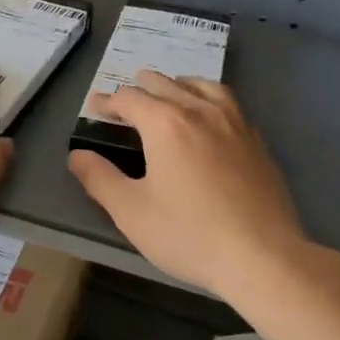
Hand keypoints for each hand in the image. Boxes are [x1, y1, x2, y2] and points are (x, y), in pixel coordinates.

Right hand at [68, 71, 309, 297]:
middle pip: (166, 83)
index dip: (108, 101)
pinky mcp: (257, 142)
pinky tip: (210, 119)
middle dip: (141, 87)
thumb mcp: (131, 212)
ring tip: (170, 93)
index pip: (130, 99)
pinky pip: (229, 104)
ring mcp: (235, 123)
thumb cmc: (188, 234)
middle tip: (126, 98)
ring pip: (203, 86)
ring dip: (179, 84)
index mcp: (166, 123)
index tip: (96, 107)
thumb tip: (77, 156)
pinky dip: (209, 99)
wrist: (262, 255)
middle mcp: (201, 111)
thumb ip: (100, 179)